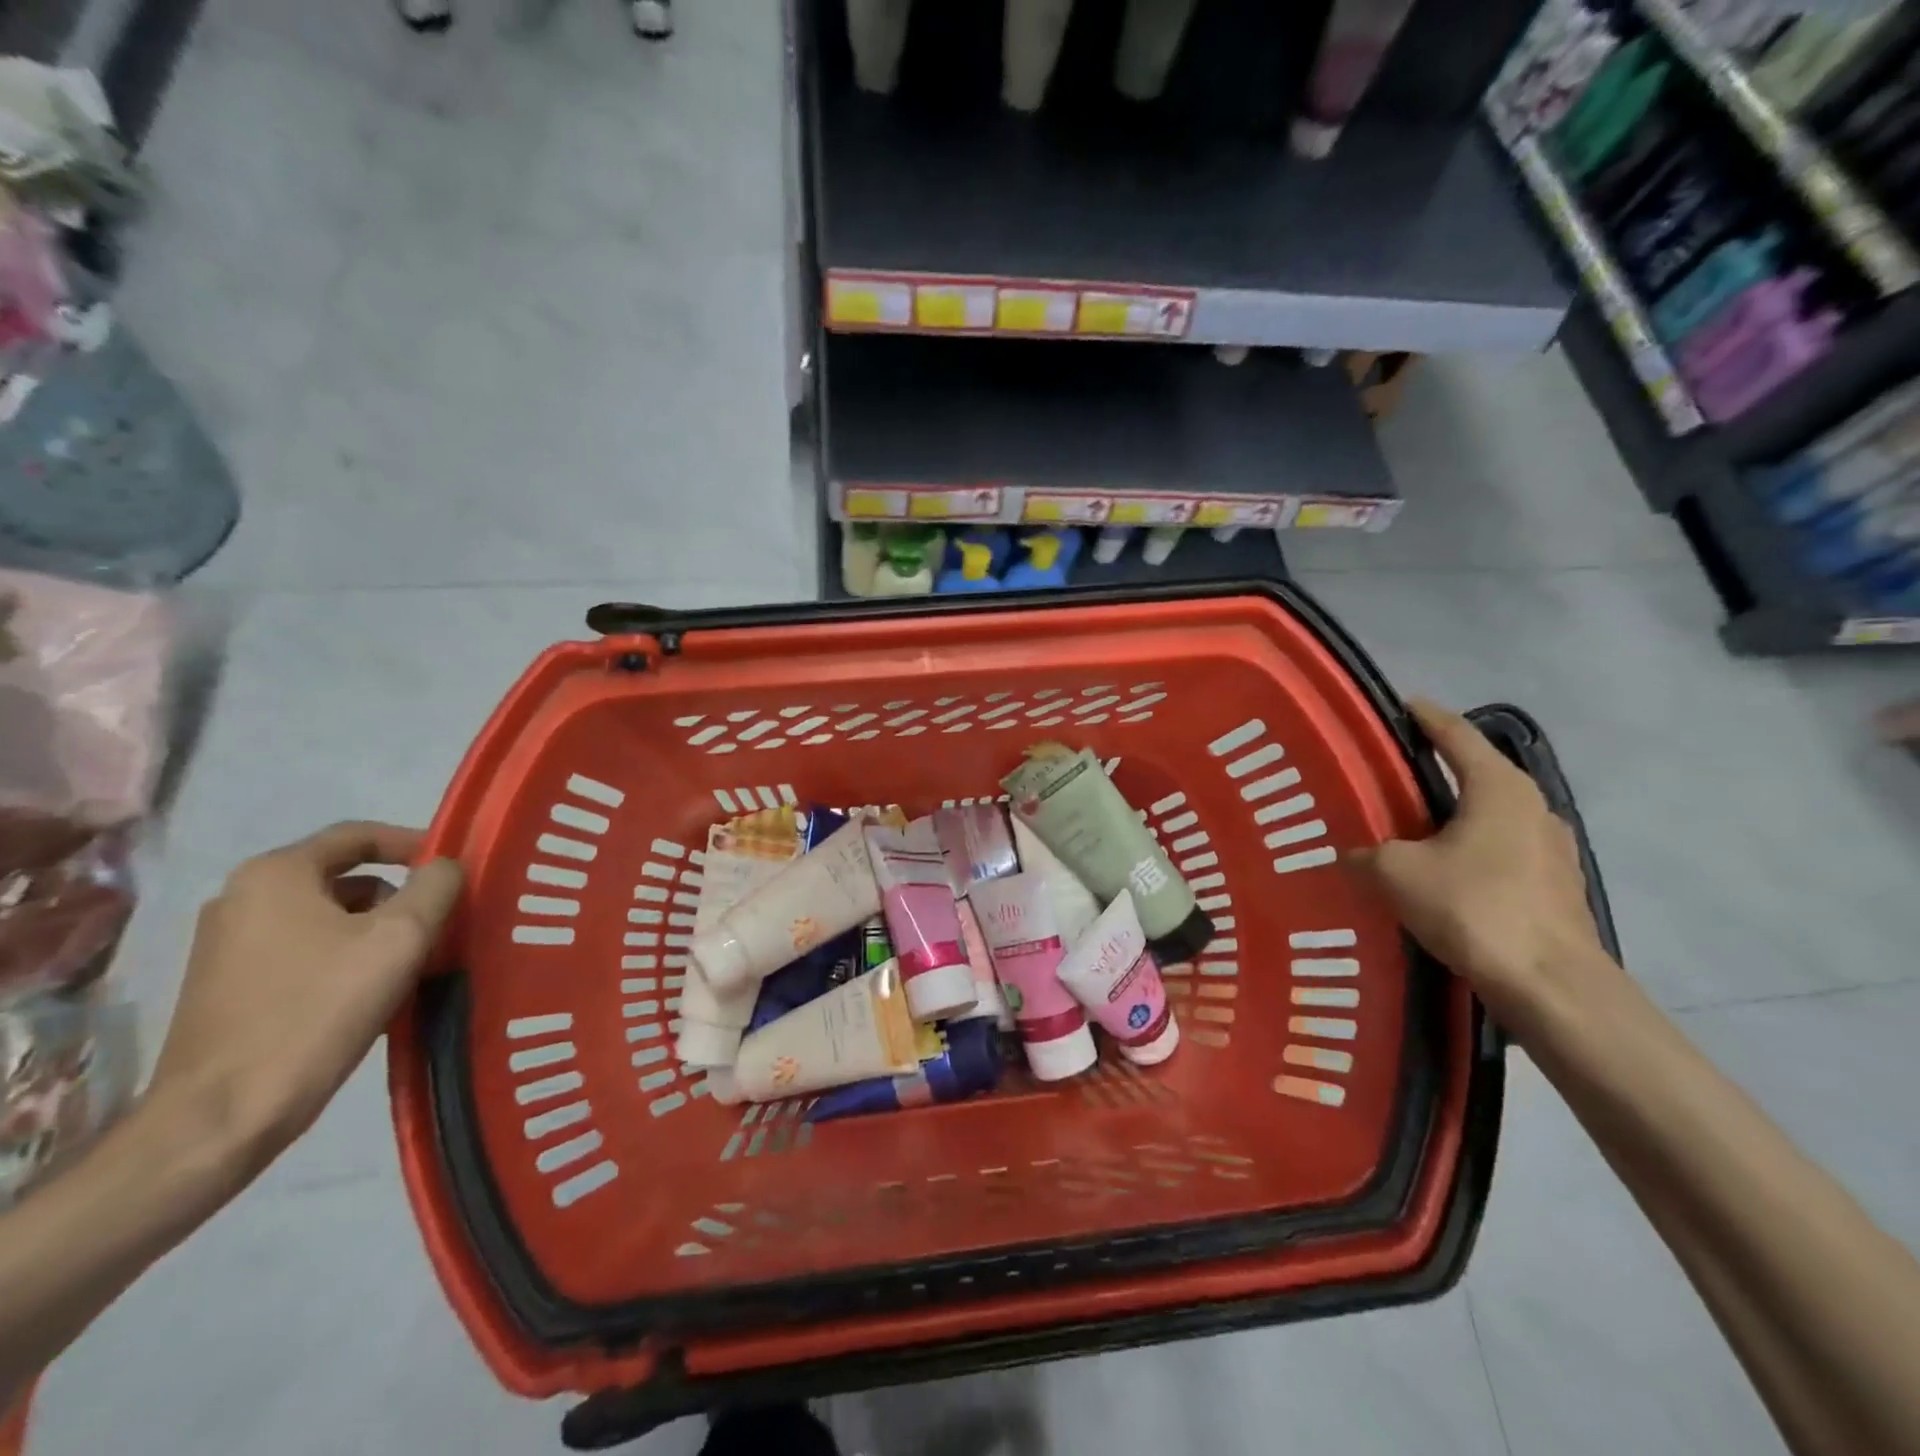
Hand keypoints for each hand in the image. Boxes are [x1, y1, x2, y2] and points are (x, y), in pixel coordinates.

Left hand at [149, 823, 461, 1187]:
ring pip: (327, 917)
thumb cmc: (318, 1010)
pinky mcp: (226, 986)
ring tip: (412, 965)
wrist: (223, 1115)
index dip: (415, 844)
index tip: (455, 869)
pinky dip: (345, 958)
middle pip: (345, 878)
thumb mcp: (401, 937)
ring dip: (375, 931)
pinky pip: (304, 950)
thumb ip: (436, 886)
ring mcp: (226, 945)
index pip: (359, 835)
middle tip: (441, 925)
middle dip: (399, 897)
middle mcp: (241, 898)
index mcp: (275, 874)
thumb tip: (446, 867)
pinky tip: (371, 994)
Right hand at [1347, 700, 1607, 1026]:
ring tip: (1415, 824)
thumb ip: (1367, 854)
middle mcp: (1533, 806)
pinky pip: (1502, 849)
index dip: (1427, 717)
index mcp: (1499, 788)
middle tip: (1395, 770)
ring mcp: (1552, 848)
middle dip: (1440, 767)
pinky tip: (1445, 870)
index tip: (1403, 705)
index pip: (1457, 735)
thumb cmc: (1473, 907)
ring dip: (1456, 812)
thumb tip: (1352, 856)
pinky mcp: (1556, 885)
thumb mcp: (1396, 872)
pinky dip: (1471, 847)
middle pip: (1479, 772)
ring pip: (1492, 814)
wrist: (1551, 984)